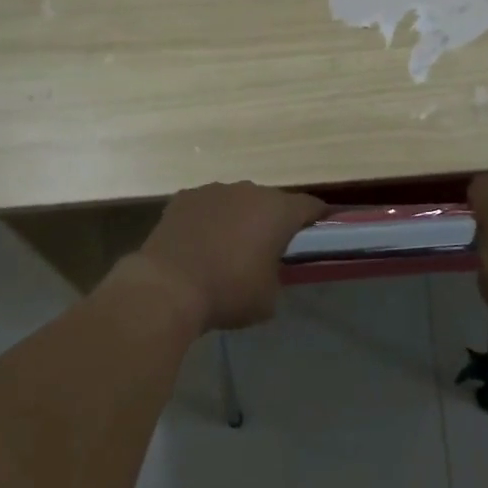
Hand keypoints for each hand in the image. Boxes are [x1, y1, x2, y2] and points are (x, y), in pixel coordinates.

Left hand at [130, 182, 326, 330]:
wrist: (167, 287)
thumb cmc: (228, 292)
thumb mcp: (268, 297)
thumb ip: (277, 275)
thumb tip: (268, 271)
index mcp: (277, 211)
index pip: (310, 206)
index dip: (318, 217)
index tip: (321, 230)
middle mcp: (248, 190)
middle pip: (271, 201)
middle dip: (272, 220)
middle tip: (269, 247)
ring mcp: (213, 190)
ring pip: (236, 201)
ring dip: (238, 218)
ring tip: (228, 247)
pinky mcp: (184, 197)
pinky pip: (206, 206)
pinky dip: (208, 220)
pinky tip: (199, 244)